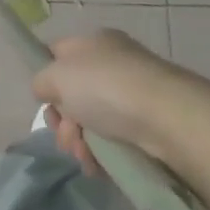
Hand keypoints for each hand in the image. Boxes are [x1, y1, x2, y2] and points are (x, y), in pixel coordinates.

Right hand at [30, 29, 186, 174]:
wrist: (168, 118)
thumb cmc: (105, 87)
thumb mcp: (56, 76)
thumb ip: (41, 81)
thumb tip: (46, 91)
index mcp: (93, 42)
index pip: (58, 55)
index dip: (47, 78)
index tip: (45, 102)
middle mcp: (114, 63)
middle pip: (74, 93)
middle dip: (63, 120)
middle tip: (66, 137)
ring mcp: (134, 95)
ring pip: (93, 120)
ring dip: (80, 142)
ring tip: (84, 157)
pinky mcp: (151, 126)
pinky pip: (116, 140)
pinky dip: (103, 154)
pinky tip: (98, 166)